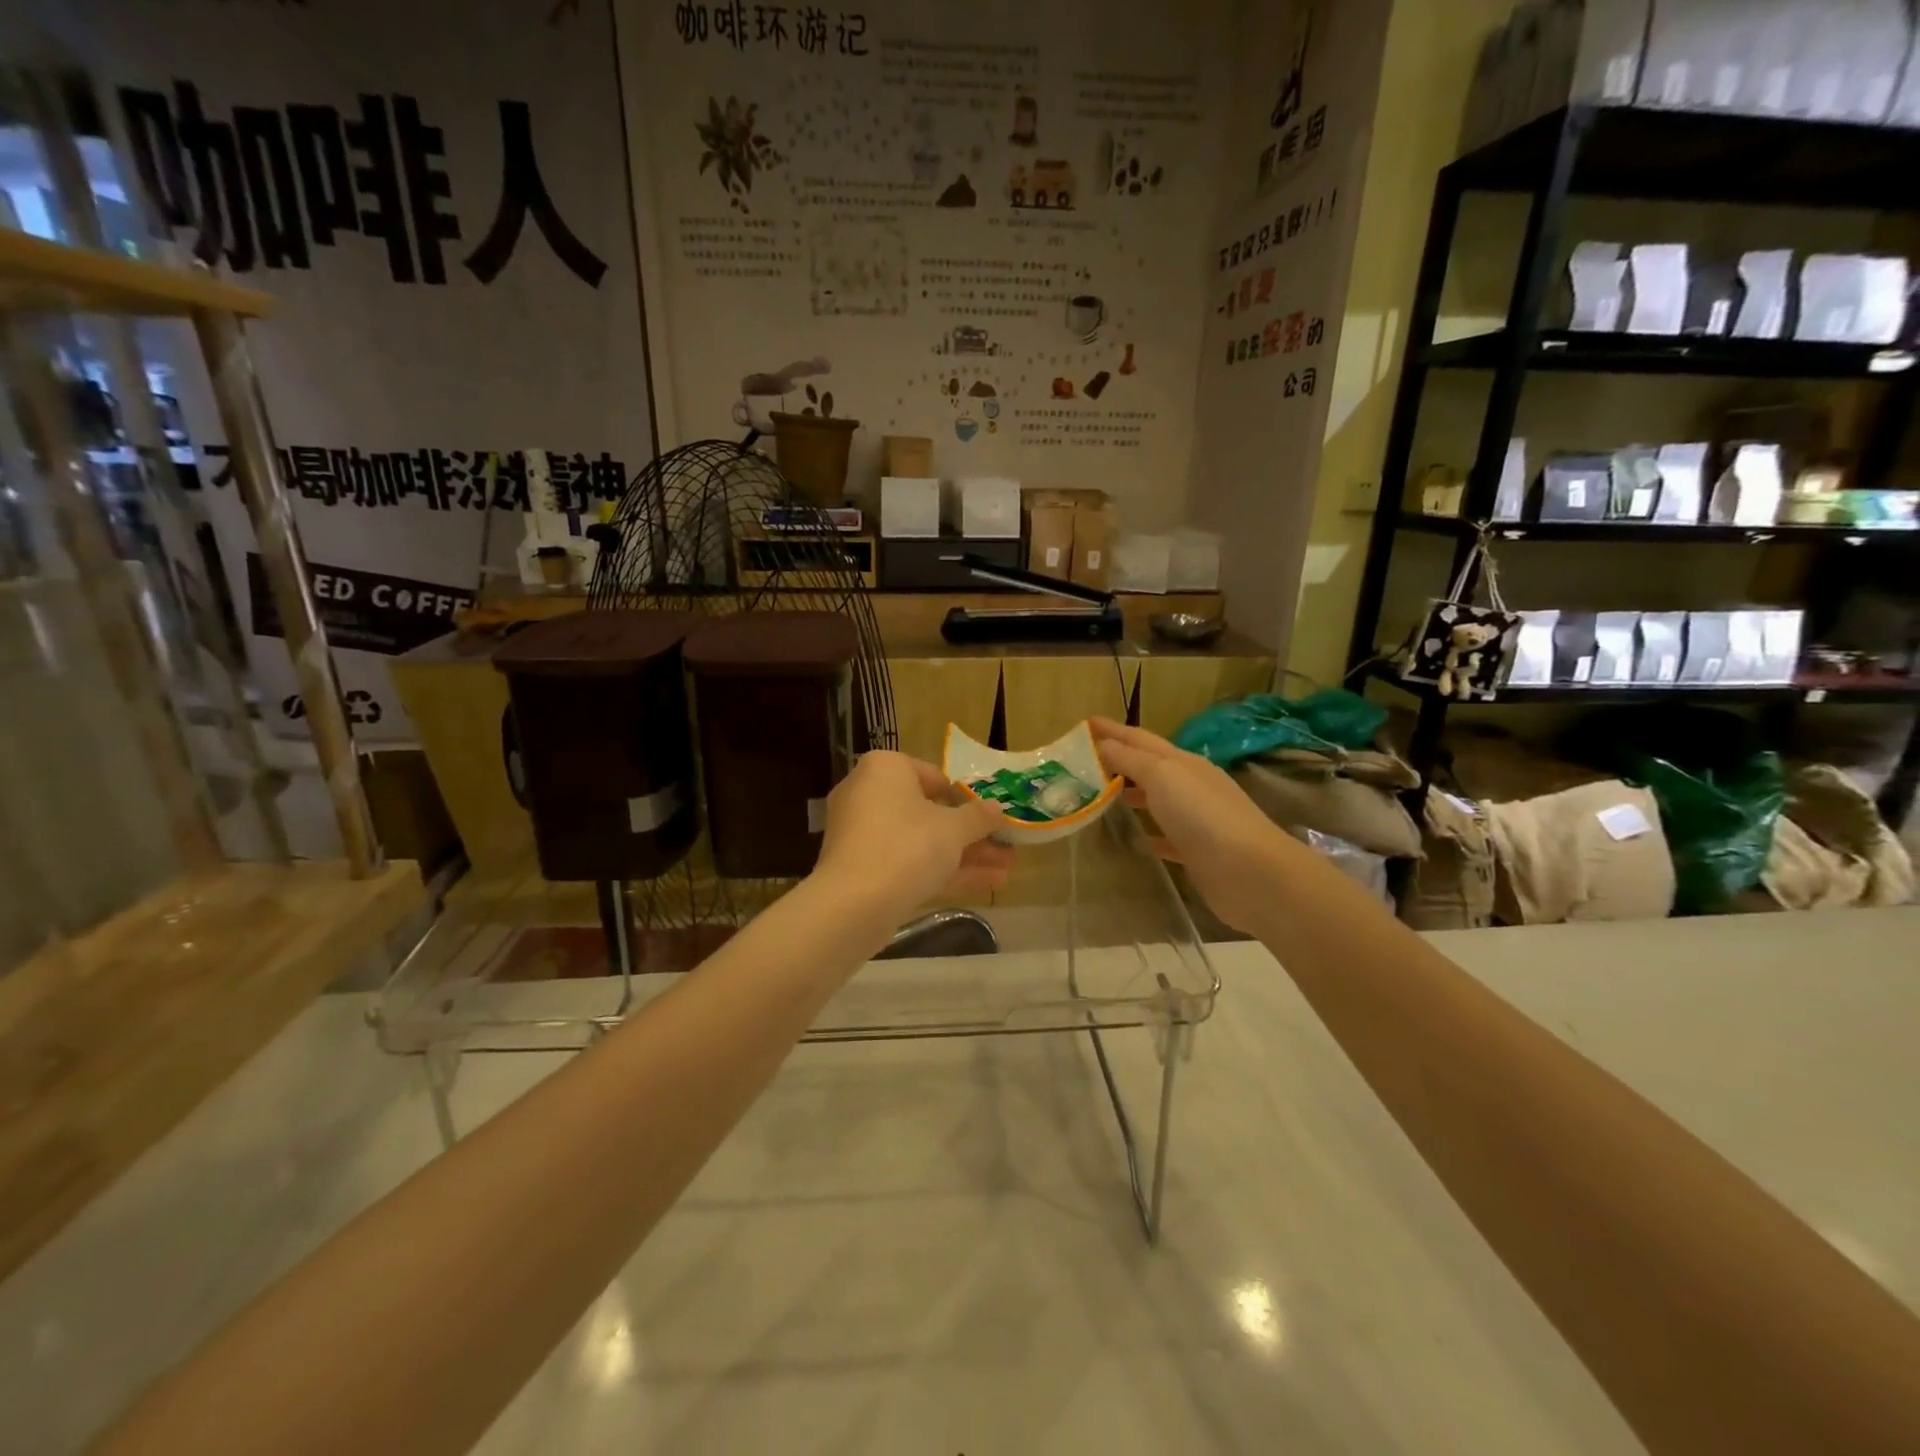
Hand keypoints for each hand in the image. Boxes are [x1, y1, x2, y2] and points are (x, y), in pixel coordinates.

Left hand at [813, 751, 1012, 914]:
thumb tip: (997, 808)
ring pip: (921, 842)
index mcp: (884, 769)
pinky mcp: (863, 870)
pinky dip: (942, 871)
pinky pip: (908, 863)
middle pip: (929, 812)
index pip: (932, 775)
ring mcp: (863, 835)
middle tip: (1004, 845)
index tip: (989, 816)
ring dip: (963, 855)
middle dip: (969, 833)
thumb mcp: (953, 829)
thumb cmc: (907, 846)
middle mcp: (868, 794)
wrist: (854, 904)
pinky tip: (986, 884)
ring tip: (1007, 869)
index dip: (965, 797)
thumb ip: (978, 817)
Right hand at [1089, 718, 1293, 933]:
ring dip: (1130, 795)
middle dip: (1117, 760)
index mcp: (1182, 762)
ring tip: (1098, 798)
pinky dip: (1147, 833)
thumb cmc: (1202, 814)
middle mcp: (1190, 785)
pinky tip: (1132, 840)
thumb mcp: (1162, 775)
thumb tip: (1101, 744)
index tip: (1084, 723)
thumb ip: (1130, 759)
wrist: (1250, 872)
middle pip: (1148, 766)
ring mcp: (1195, 819)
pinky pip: (1164, 837)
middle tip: (1083, 763)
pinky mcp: (1196, 852)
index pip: (1139, 738)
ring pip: (1155, 800)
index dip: (1112, 729)